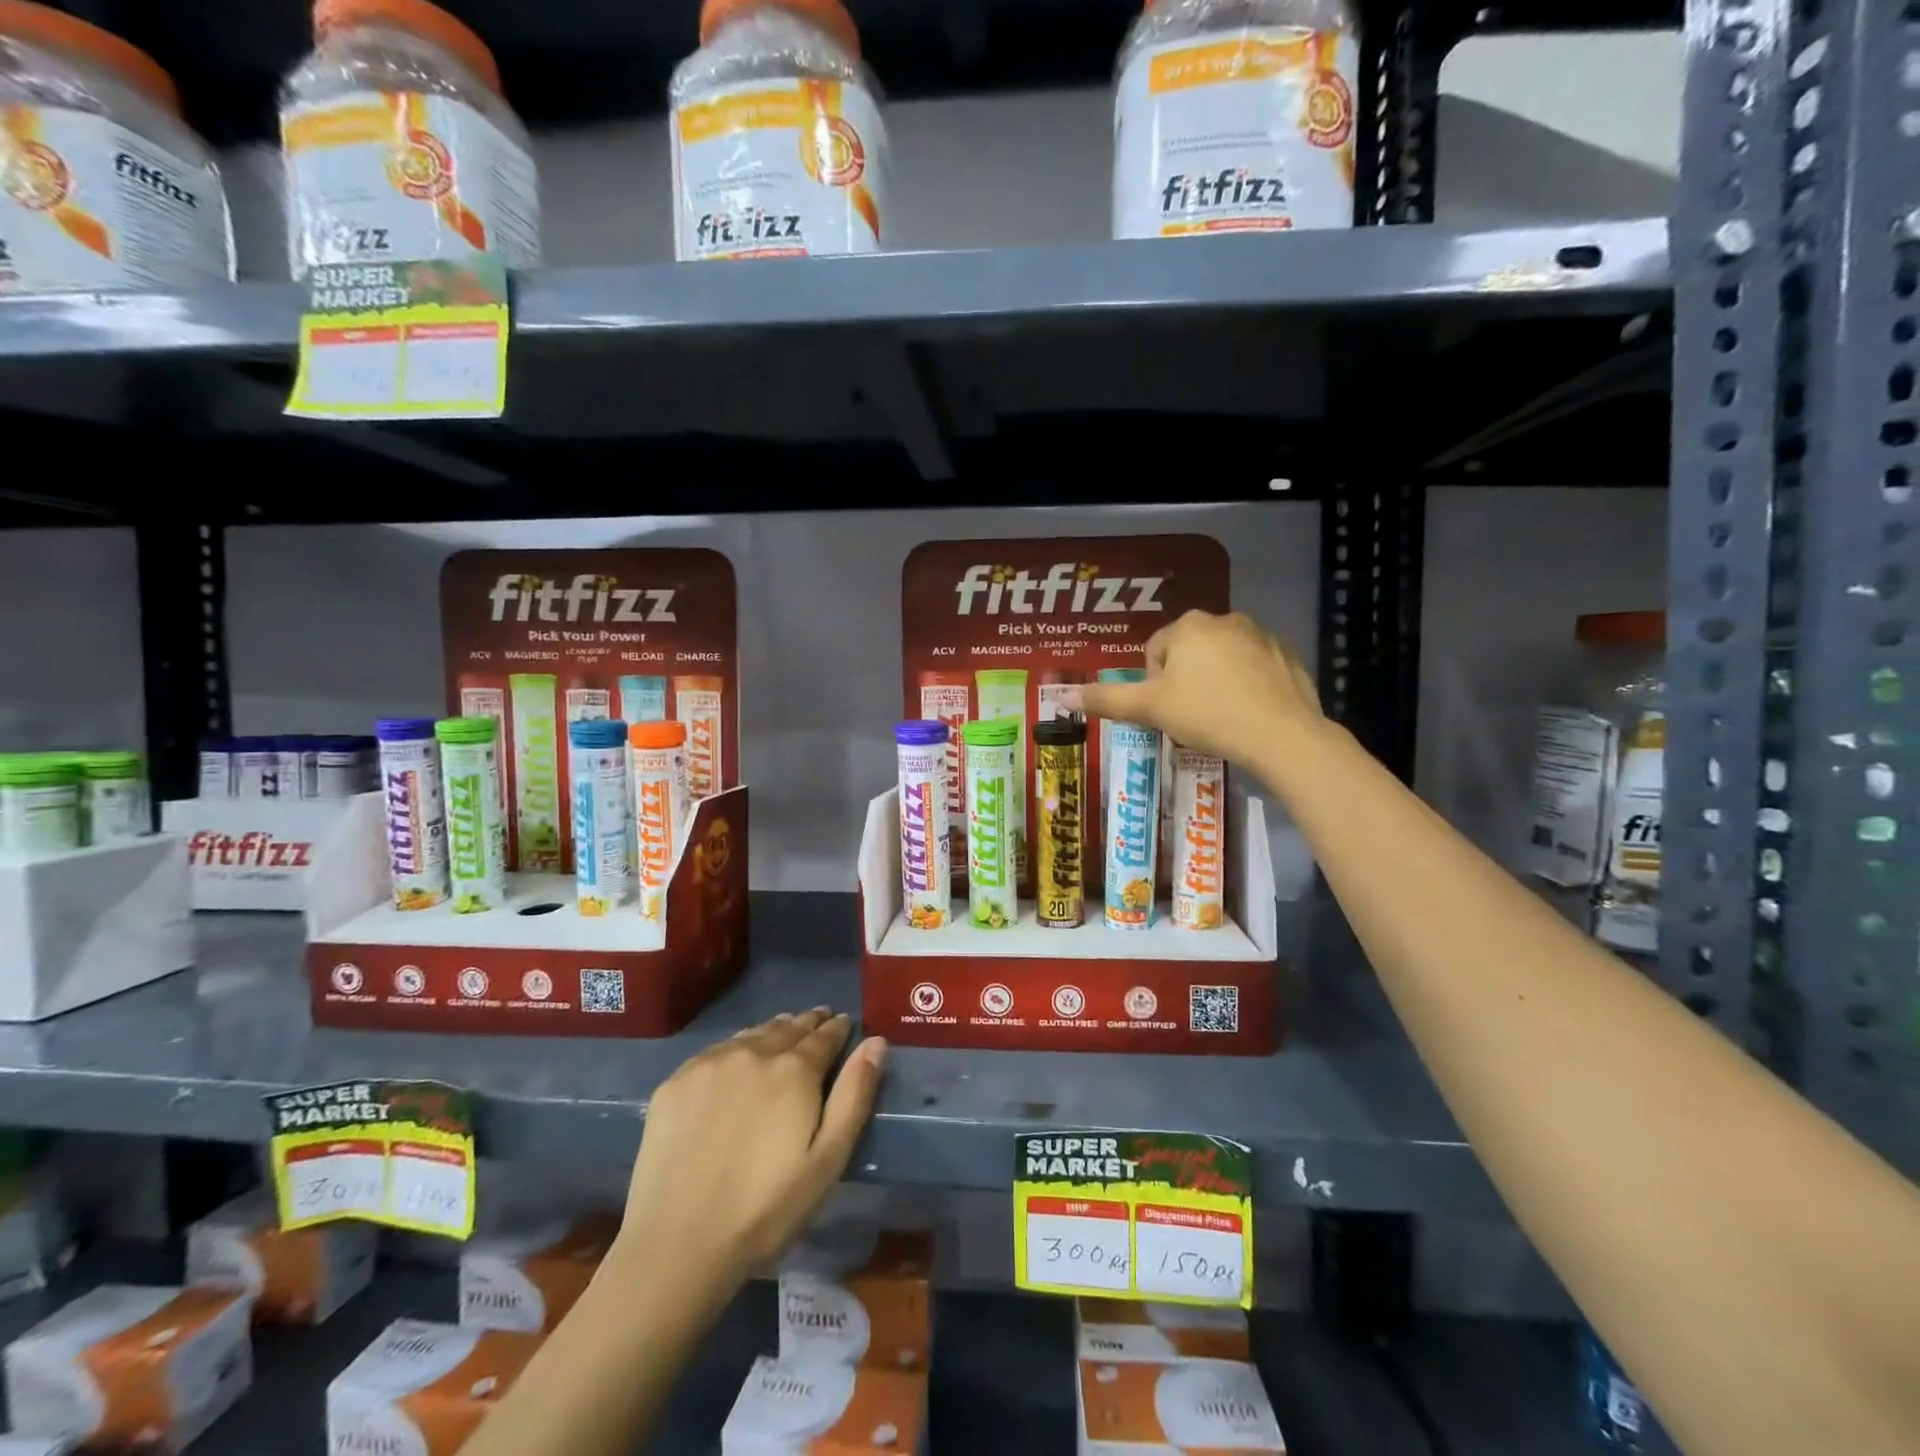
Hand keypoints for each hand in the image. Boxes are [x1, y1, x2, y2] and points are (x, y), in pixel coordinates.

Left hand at [618, 1011, 887, 1291]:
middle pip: (788, 1027)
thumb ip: (854, 1095)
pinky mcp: (675, 1082)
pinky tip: (738, 1059)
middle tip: (819, 1019)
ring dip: (773, 1030)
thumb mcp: (828, 1159)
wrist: (677, 1245)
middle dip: (808, 1022)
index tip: (845, 1023)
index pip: (824, 1035)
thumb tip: (875, 1042)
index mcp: (794, 1070)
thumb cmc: (766, 1209)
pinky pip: (716, 1050)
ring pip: (752, 1034)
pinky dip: (737, 1046)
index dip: (838, 1028)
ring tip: (784, 1030)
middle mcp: (753, 1053)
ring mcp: (710, 1064)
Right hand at [1069, 610, 1320, 766]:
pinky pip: (1254, 668)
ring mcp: (1261, 635)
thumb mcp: (1150, 709)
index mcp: (1188, 626)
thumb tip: (1063, 695)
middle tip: (1190, 716)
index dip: (1154, 685)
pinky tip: (1248, 713)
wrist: (1282, 735)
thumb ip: (1107, 699)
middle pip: (1188, 652)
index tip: (1167, 711)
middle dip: (1185, 681)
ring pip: (1222, 658)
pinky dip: (1247, 685)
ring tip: (1219, 717)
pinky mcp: (1288, 655)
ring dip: (1215, 681)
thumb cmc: (1207, 715)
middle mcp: (1225, 619)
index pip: (1155, 652)